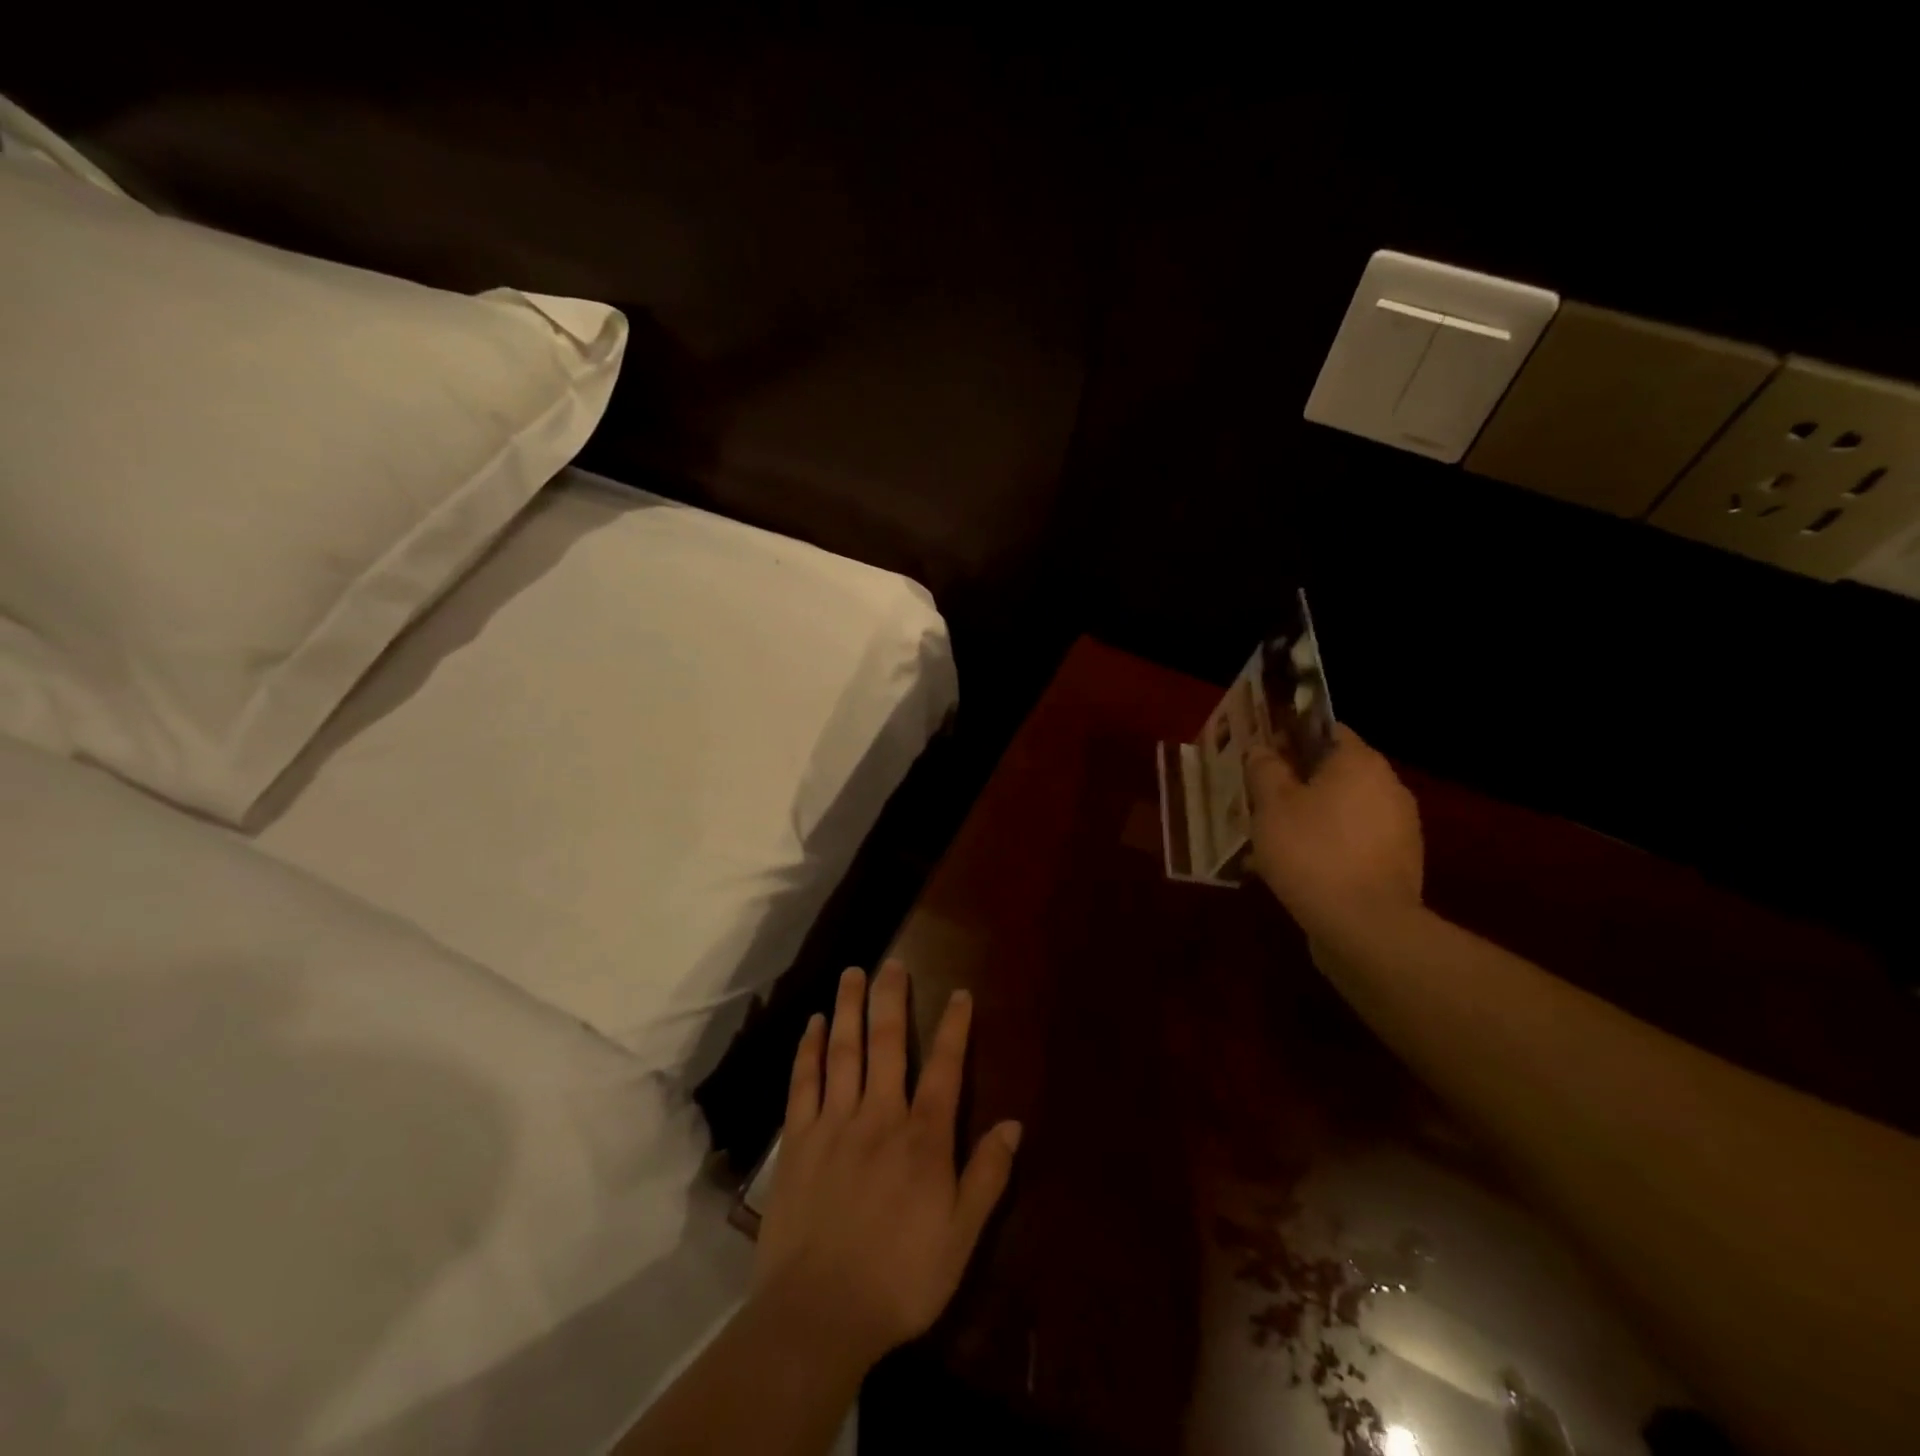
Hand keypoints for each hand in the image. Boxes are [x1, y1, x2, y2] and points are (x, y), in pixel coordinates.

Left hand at [753, 961, 1021, 1374]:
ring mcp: (834, 1124)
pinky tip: (811, 1025)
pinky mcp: (797, 1141)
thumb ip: (987, 1177)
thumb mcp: (961, 1238)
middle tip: (893, 962)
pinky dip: (808, 1050)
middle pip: (888, 1043)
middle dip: (892, 999)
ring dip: (848, 1009)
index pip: (946, 1068)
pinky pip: (804, 1083)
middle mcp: (879, 1116)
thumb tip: (1013, 1125)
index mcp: (923, 1137)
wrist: (818, 1315)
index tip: (959, 993)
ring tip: (852, 973)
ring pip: (843, 1051)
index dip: (954, 1027)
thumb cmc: (899, 1279)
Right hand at [1246, 724, 1424, 947]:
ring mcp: (1399, 828)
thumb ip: (1265, 770)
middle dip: (1296, 783)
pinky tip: (1295, 869)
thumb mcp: (1271, 806)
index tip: (1262, 755)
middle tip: (1258, 799)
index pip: (1326, 730)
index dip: (1291, 737)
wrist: (1366, 928)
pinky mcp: (1397, 864)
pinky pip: (1352, 843)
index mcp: (1359, 763)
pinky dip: (1326, 847)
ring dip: (1309, 818)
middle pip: (1334, 772)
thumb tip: (1262, 750)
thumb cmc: (1312, 852)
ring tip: (1269, 840)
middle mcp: (1388, 787)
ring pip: (1341, 810)